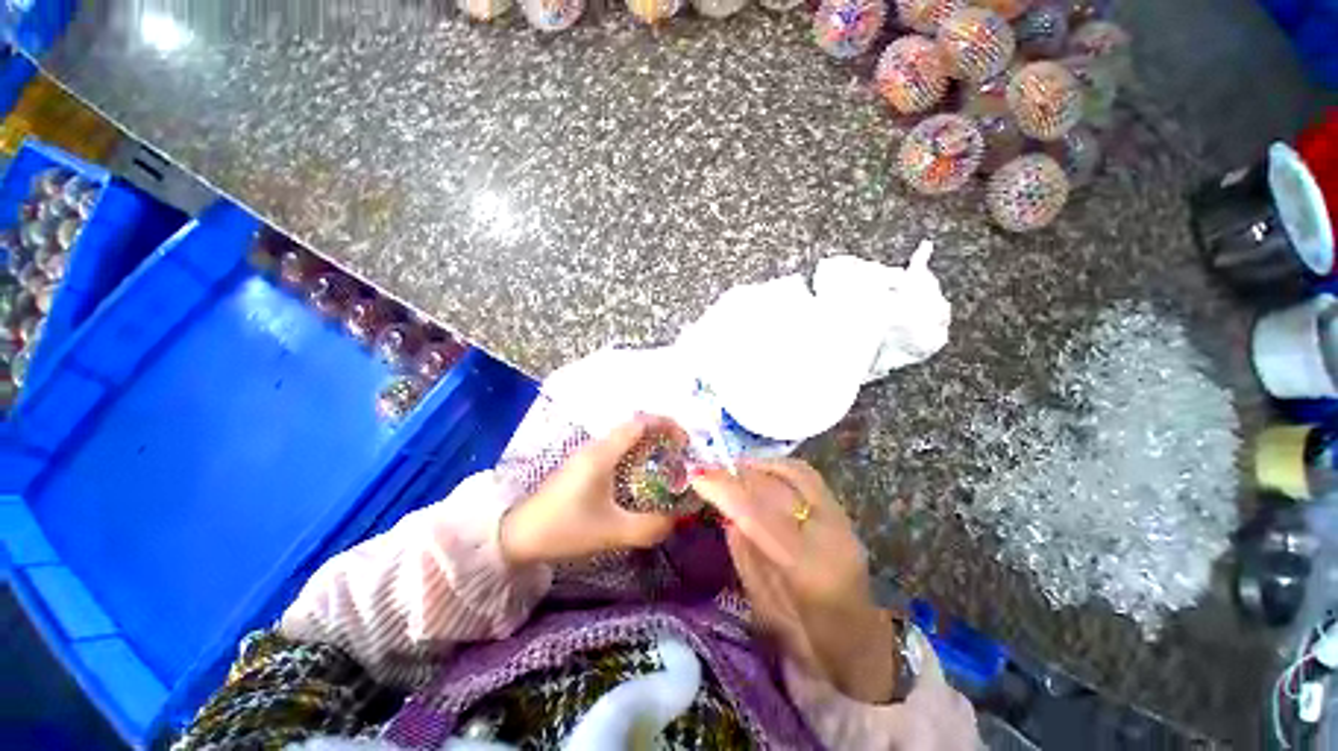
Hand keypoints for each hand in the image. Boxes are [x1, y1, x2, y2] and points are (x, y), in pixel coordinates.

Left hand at [499, 415, 685, 566]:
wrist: (516, 536)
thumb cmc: (564, 528)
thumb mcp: (611, 531)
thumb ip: (648, 527)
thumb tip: (674, 521)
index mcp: (603, 454)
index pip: (640, 423)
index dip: (666, 425)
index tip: (685, 440)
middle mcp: (596, 447)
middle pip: (634, 427)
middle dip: (661, 434)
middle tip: (680, 454)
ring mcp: (587, 455)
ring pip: (625, 438)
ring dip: (648, 444)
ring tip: (667, 464)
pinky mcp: (582, 466)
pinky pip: (616, 450)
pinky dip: (635, 454)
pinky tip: (641, 476)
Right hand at [692, 459, 897, 703]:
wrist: (864, 647)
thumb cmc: (811, 644)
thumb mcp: (766, 610)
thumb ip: (747, 558)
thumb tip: (727, 514)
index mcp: (809, 570)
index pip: (760, 515)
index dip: (726, 491)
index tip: (697, 477)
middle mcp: (830, 535)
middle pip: (776, 488)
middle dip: (737, 474)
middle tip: (708, 468)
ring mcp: (842, 520)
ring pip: (795, 472)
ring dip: (759, 464)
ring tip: (731, 467)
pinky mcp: (844, 513)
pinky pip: (807, 476)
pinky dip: (779, 467)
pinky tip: (760, 471)